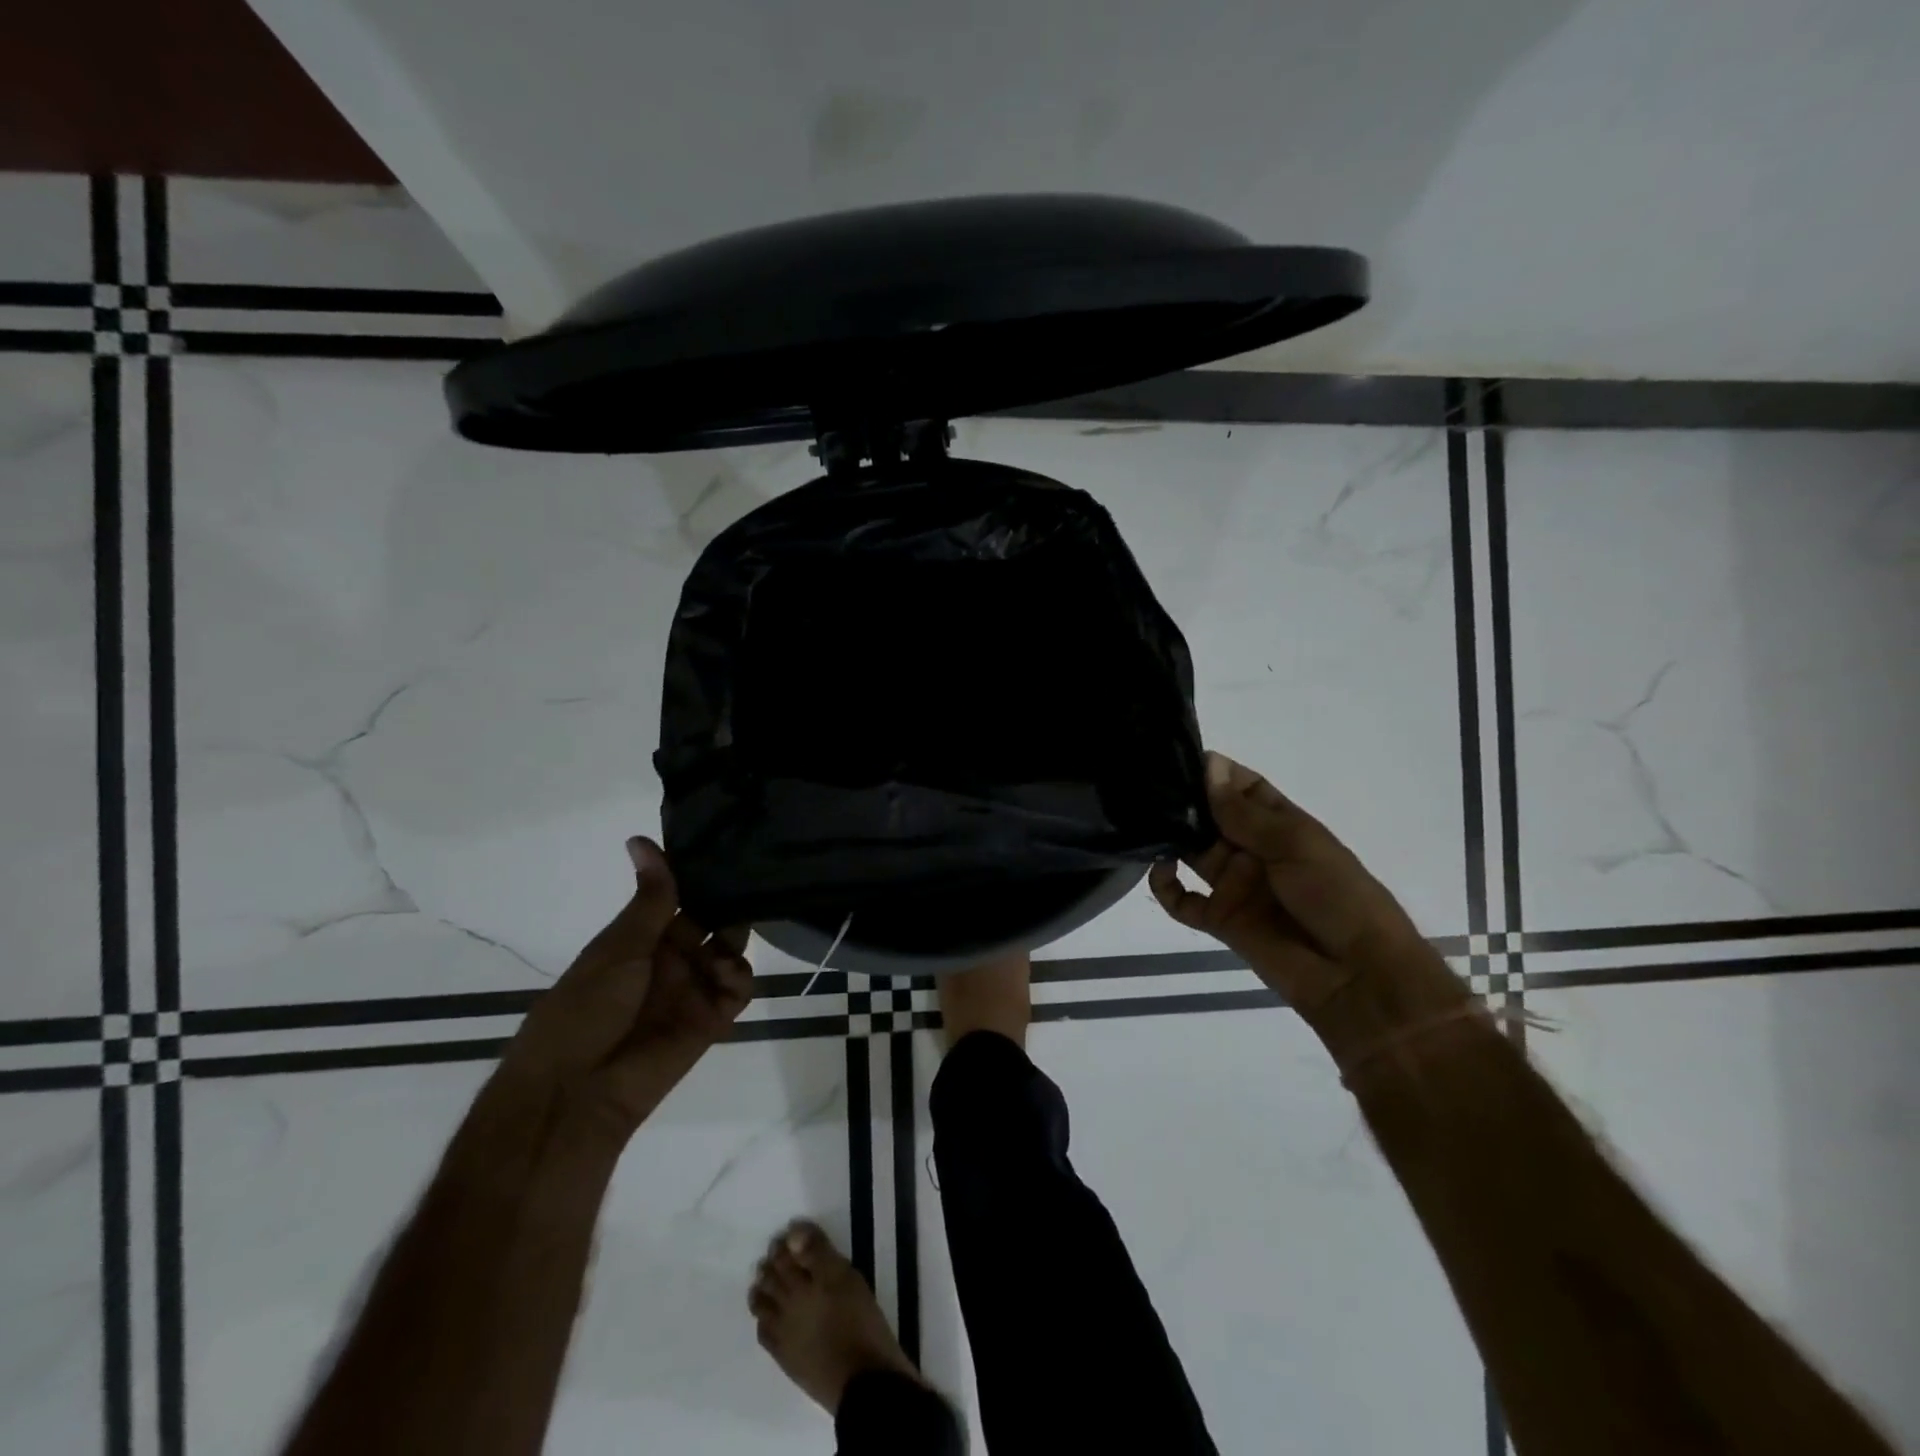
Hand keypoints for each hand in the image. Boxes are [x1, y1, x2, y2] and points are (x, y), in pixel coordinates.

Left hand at [495, 836, 753, 1143]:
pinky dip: (739, 976)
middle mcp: (668, 960)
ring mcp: (691, 989)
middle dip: (727, 903)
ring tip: (728, 940)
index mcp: (639, 939)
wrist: (575, 1092)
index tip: (726, 848)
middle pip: (710, 921)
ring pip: (729, 951)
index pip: (678, 897)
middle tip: (750, 883)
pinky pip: (737, 989)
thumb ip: (649, 898)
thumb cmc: (584, 1009)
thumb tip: (642, 838)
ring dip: (734, 939)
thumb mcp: (618, 946)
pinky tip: (726, 973)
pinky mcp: (710, 1020)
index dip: (698, 877)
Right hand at [1149, 753, 1429, 1016]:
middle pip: (1212, 818)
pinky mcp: (1220, 920)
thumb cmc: (1336, 895)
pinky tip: (1160, 869)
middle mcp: (1254, 851)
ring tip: (1145, 822)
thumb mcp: (1294, 843)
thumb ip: (1244, 812)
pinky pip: (1183, 901)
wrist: (1357, 974)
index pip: (1243, 788)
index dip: (1216, 773)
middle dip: (1185, 803)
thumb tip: (1209, 764)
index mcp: (1281, 826)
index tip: (1178, 759)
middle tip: (1147, 788)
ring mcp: (1235, 885)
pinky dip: (1165, 886)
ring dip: (1171, 838)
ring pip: (1193, 853)